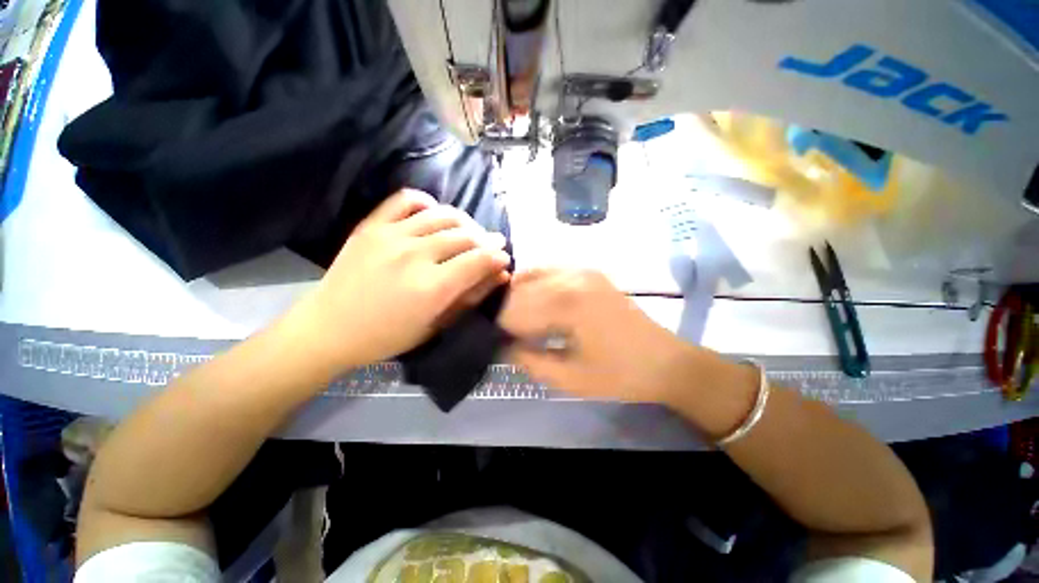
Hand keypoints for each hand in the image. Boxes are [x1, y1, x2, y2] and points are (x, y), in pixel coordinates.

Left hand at [291, 189, 510, 371]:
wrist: (330, 327)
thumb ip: (471, 296)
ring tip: (470, 231)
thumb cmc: (388, 336)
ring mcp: (391, 236)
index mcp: (432, 288)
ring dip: (464, 221)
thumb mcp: (437, 324)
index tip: (504, 258)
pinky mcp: (371, 226)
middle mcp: (415, 256)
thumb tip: (501, 274)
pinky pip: (405, 200)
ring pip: (442, 216)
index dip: (497, 256)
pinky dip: (426, 202)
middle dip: (486, 239)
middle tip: (493, 244)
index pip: (478, 260)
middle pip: (465, 236)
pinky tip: (434, 213)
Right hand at [498, 269, 691, 402]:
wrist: (664, 360)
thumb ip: (529, 361)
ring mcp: (581, 269)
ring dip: (517, 296)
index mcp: (566, 303)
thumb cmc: (619, 374)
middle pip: (519, 290)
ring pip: (530, 276)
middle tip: (499, 332)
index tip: (490, 342)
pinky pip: (549, 271)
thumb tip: (501, 347)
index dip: (498, 328)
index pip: (514, 311)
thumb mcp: (570, 378)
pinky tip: (532, 301)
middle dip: (505, 311)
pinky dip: (534, 284)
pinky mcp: (588, 271)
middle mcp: (570, 277)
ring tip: (513, 319)